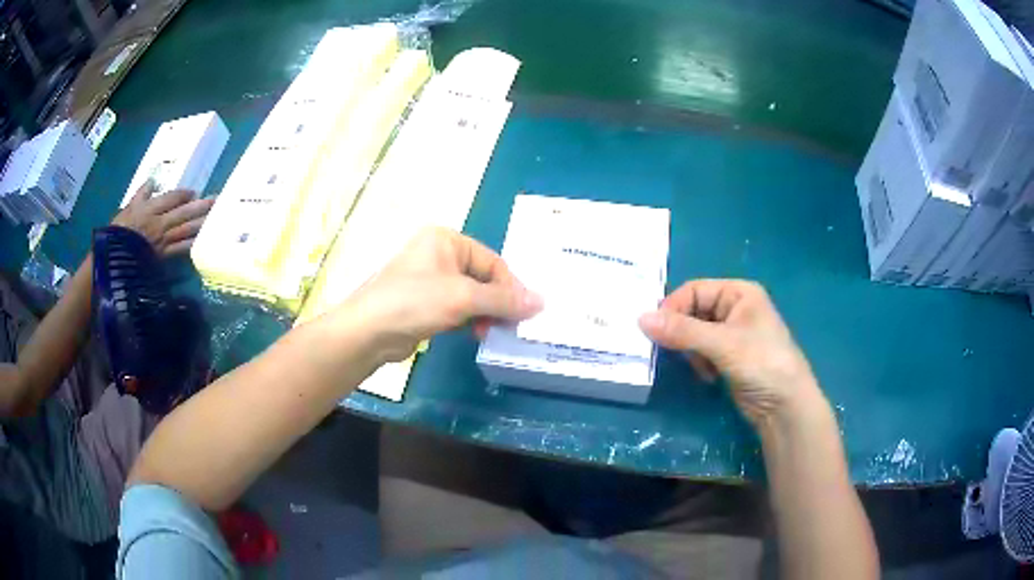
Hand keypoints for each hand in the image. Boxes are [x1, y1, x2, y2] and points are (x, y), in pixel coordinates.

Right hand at [112, 180, 213, 255]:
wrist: (114, 260)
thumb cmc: (119, 232)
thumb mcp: (128, 208)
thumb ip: (141, 194)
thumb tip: (153, 181)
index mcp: (151, 209)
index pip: (172, 198)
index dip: (184, 195)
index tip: (194, 192)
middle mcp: (160, 223)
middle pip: (184, 212)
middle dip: (201, 206)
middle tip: (217, 200)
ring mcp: (163, 240)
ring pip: (186, 229)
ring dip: (202, 222)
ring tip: (216, 217)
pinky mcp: (164, 256)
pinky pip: (181, 249)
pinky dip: (193, 244)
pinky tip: (204, 240)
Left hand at [339, 227, 542, 364]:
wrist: (368, 331)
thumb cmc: (414, 302)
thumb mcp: (463, 297)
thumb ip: (503, 300)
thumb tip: (541, 302)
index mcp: (447, 240)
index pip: (492, 261)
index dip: (510, 288)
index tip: (524, 314)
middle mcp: (439, 254)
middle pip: (483, 278)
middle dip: (497, 303)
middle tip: (509, 326)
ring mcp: (431, 279)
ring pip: (472, 295)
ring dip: (484, 314)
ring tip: (489, 333)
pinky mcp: (425, 302)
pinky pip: (457, 308)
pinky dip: (469, 320)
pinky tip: (475, 335)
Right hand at [639, 279, 823, 427]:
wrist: (785, 407)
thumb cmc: (762, 363)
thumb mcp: (722, 344)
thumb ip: (682, 331)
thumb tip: (640, 318)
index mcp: (738, 293)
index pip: (694, 290)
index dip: (673, 307)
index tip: (655, 331)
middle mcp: (735, 308)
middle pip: (693, 311)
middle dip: (681, 332)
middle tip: (670, 351)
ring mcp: (732, 334)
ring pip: (694, 334)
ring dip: (690, 350)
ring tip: (699, 367)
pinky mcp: (729, 358)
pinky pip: (702, 352)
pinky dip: (699, 363)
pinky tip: (707, 376)